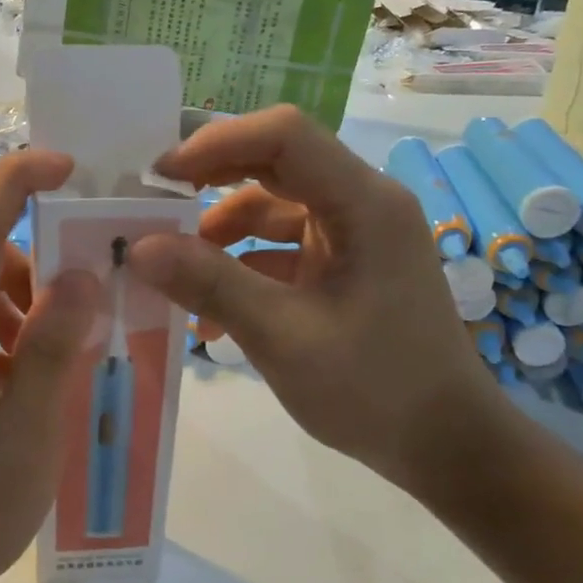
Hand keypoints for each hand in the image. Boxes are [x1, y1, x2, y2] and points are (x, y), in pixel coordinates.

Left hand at [0, 152, 101, 582]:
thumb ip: (51, 353)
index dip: (16, 182)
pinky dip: (2, 326)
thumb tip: (80, 277)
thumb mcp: (25, 442)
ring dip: (22, 297)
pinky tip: (28, 378)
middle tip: (92, 292)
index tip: (66, 165)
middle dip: (37, 256)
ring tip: (65, 347)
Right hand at [126, 106, 501, 487]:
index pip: (284, 136)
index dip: (216, 144)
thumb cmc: (375, 389)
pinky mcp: (344, 266)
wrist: (445, 445)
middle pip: (275, 165)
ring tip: (176, 281)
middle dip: (209, 186)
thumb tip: (138, 247)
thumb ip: (211, 284)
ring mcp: (354, 236)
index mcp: (364, 204)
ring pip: (271, 210)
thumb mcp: (283, 337)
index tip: (159, 178)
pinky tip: (213, 317)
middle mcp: (361, 204)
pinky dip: (243, 270)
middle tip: (152, 213)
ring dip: (220, 238)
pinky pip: (281, 249)